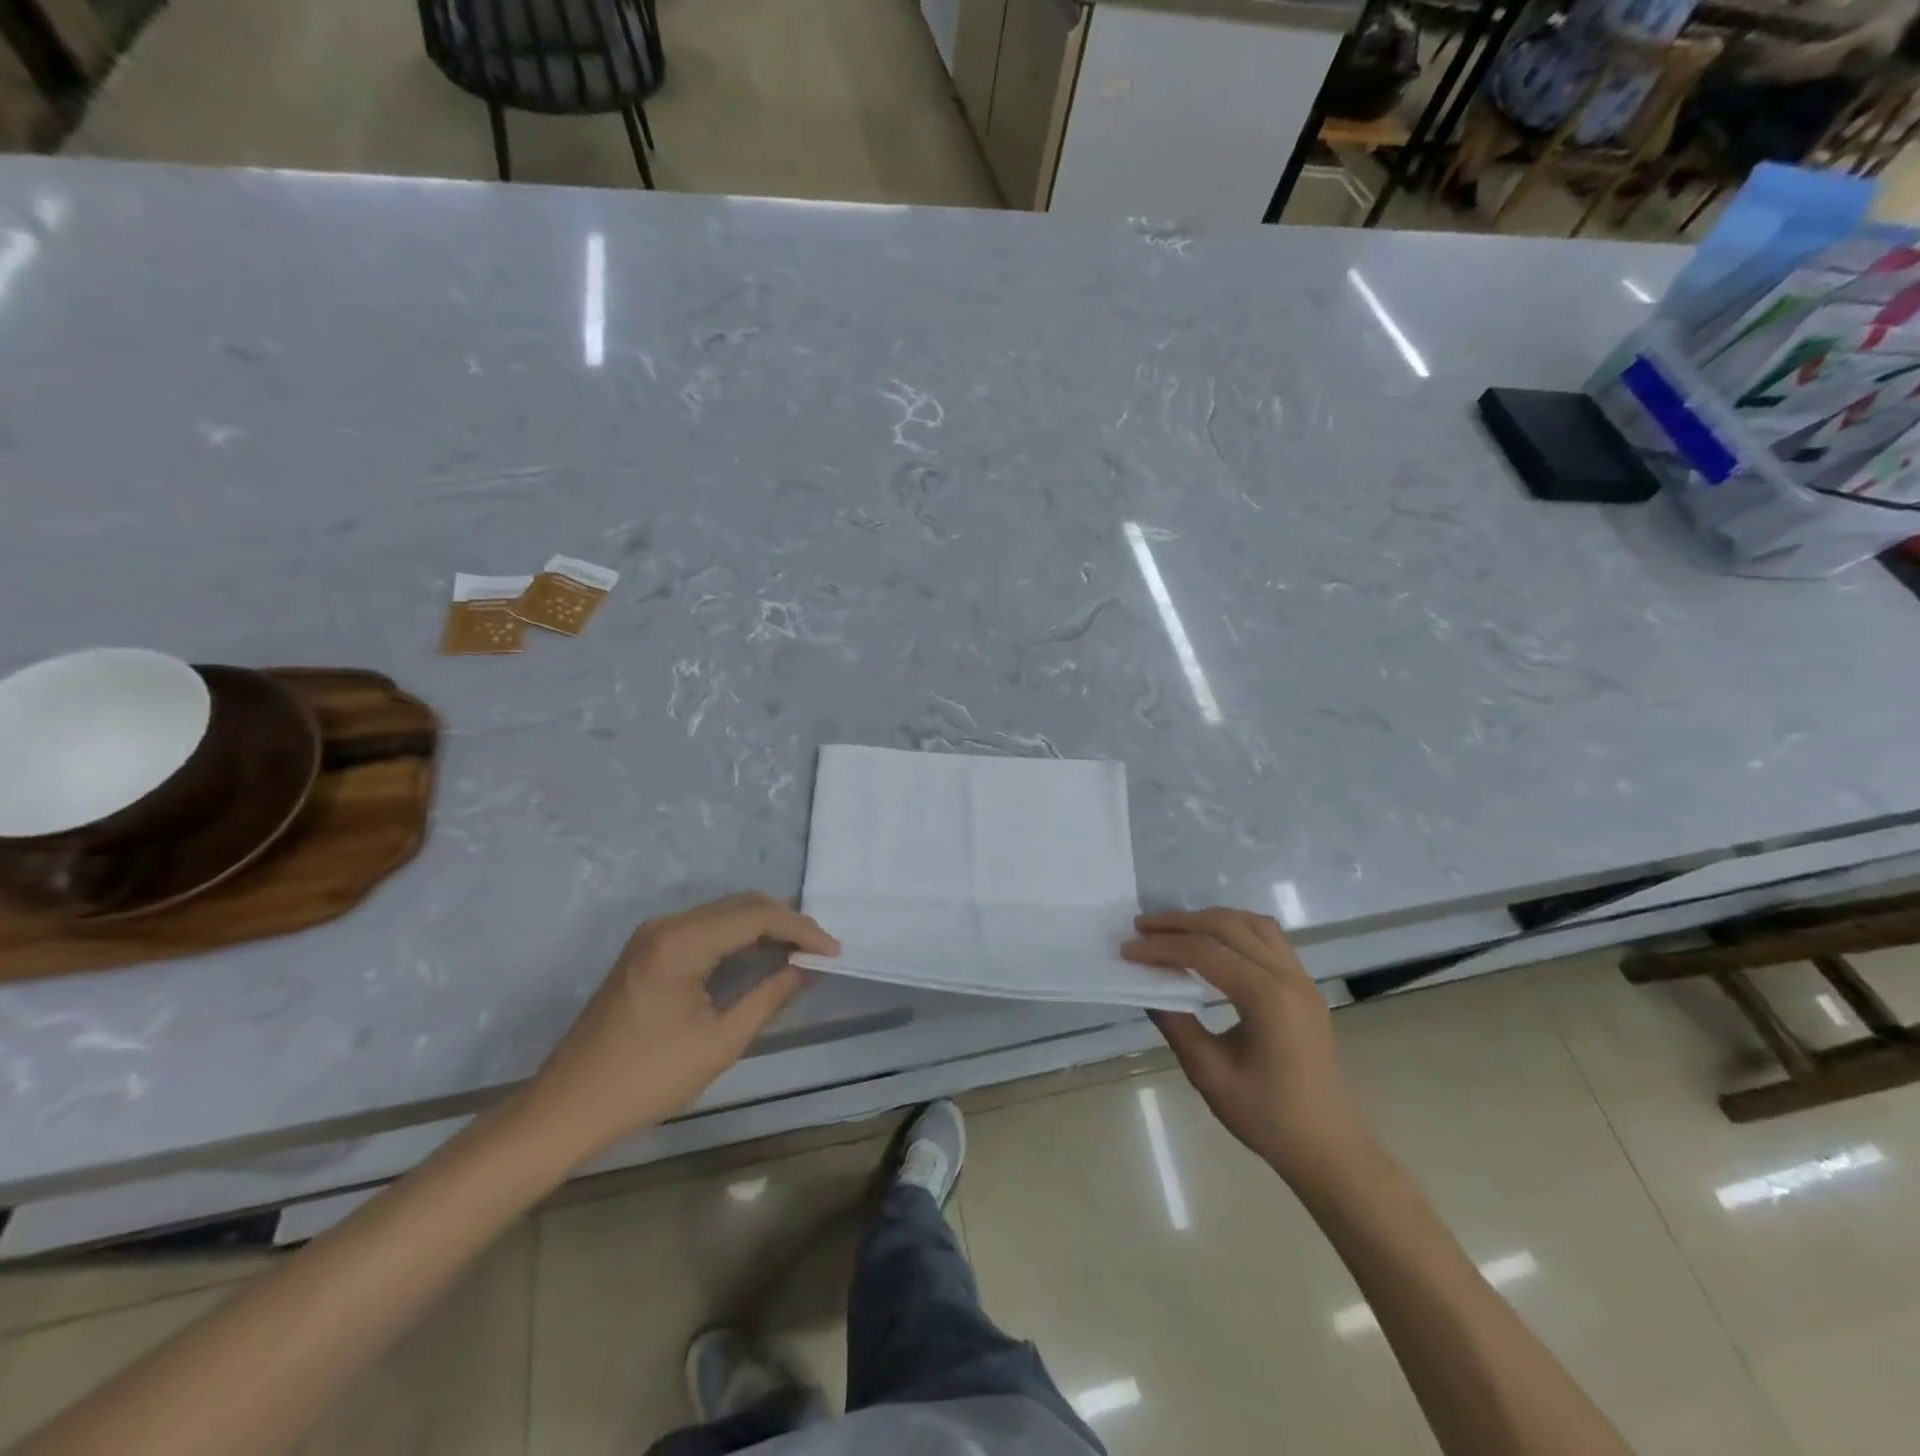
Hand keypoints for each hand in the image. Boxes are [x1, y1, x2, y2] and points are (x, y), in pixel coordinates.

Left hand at [516, 893, 838, 1164]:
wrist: (567, 1107)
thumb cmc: (646, 1080)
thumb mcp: (719, 1043)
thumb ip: (769, 997)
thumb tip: (807, 969)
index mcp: (682, 942)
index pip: (757, 916)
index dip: (801, 929)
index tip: (834, 952)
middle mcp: (667, 925)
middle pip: (741, 904)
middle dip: (786, 922)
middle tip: (821, 951)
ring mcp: (653, 935)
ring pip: (724, 913)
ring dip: (764, 927)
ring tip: (799, 953)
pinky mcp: (648, 951)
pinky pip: (706, 928)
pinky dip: (739, 936)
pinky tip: (759, 956)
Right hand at [1123, 908, 1367, 1180]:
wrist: (1331, 1150)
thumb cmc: (1269, 1117)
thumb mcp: (1209, 1073)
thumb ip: (1176, 1023)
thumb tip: (1147, 989)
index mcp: (1266, 996)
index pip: (1204, 952)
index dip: (1161, 947)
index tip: (1127, 950)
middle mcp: (1287, 976)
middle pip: (1228, 926)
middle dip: (1181, 922)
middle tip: (1142, 927)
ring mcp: (1301, 979)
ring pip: (1252, 924)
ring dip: (1210, 920)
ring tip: (1176, 930)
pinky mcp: (1305, 988)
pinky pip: (1269, 938)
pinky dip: (1235, 930)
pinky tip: (1213, 945)